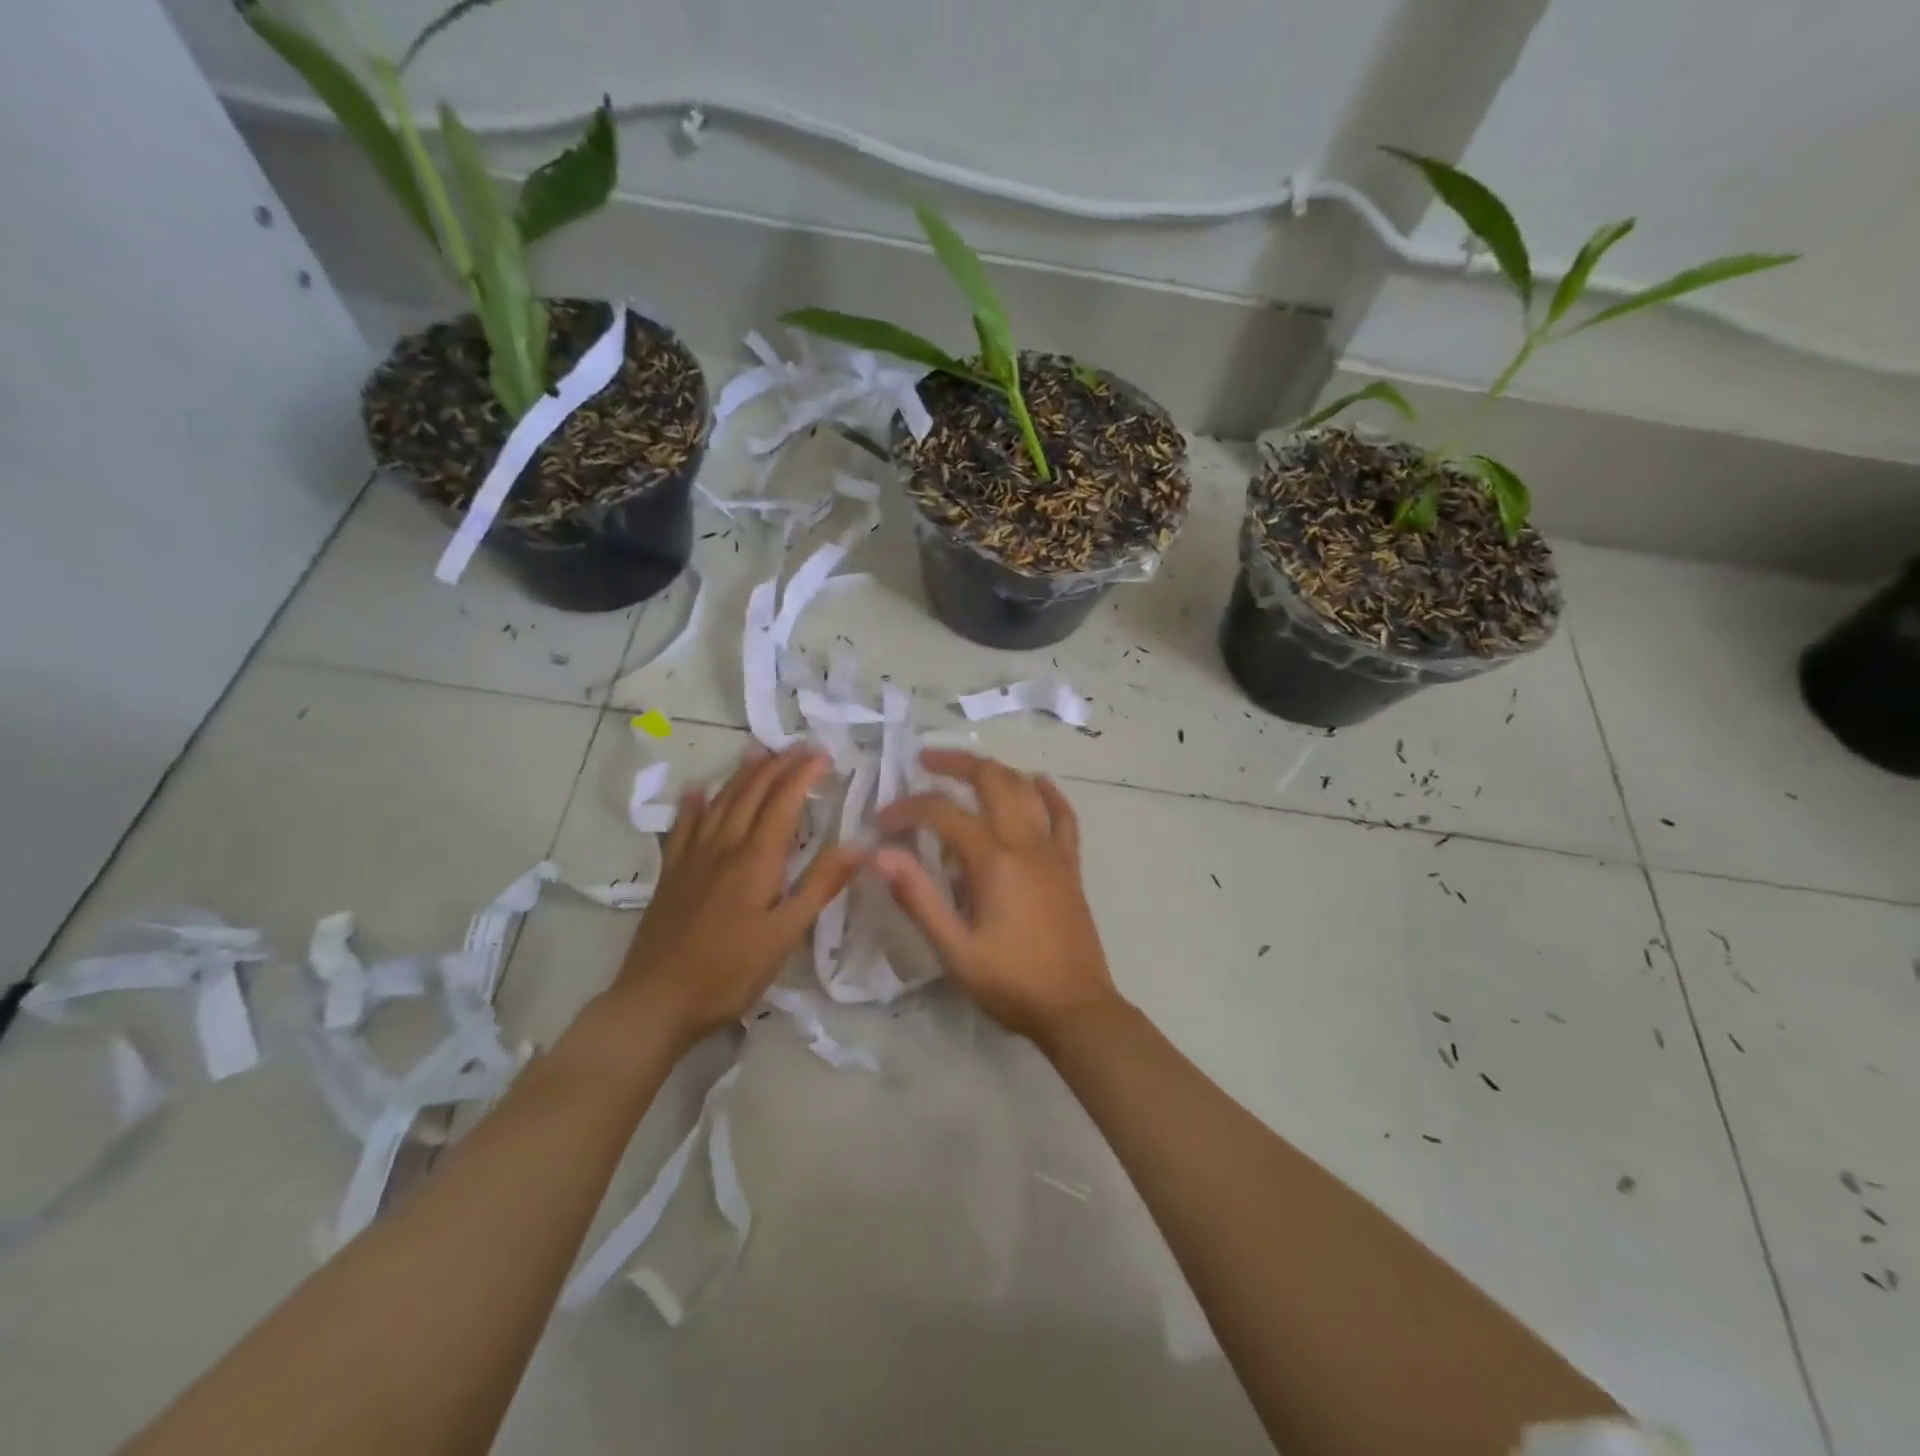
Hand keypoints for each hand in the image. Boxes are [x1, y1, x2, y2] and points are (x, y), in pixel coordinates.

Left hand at [613, 745, 855, 1048]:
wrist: (656, 1002)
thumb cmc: (729, 972)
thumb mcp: (785, 935)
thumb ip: (820, 886)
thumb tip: (860, 846)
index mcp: (755, 860)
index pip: (783, 803)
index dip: (802, 775)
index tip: (823, 754)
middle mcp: (723, 847)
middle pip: (751, 795)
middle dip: (776, 766)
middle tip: (797, 746)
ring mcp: (692, 859)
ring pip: (719, 803)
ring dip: (741, 775)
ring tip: (757, 752)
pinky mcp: (670, 875)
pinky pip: (682, 828)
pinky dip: (692, 805)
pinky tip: (697, 790)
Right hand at [871, 749, 1118, 1044]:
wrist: (1075, 1009)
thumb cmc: (1010, 982)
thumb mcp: (954, 949)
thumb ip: (918, 897)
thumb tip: (880, 854)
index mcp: (993, 860)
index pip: (943, 813)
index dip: (908, 809)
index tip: (882, 823)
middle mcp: (1025, 843)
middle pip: (991, 780)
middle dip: (955, 764)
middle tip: (925, 761)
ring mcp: (1053, 851)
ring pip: (1025, 790)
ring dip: (995, 771)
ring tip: (967, 771)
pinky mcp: (1070, 866)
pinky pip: (1065, 817)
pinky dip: (1049, 794)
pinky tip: (1038, 782)